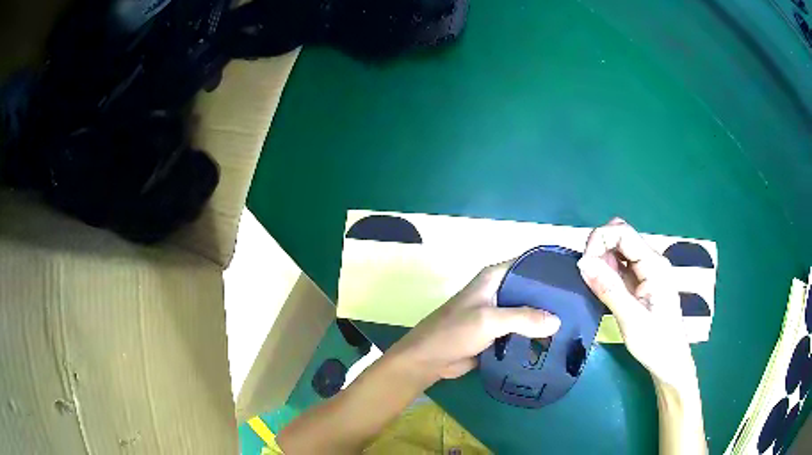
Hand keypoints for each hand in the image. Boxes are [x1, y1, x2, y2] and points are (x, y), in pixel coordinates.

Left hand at [389, 261, 561, 384]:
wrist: (429, 360)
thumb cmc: (454, 332)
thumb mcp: (488, 321)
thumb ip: (523, 318)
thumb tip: (557, 321)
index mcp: (495, 277)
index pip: (528, 263)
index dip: (549, 267)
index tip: (575, 275)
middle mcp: (499, 291)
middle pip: (532, 289)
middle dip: (553, 297)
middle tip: (580, 305)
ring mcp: (499, 313)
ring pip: (529, 311)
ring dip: (545, 319)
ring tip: (575, 323)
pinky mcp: (498, 333)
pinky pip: (522, 331)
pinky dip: (535, 335)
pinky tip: (555, 341)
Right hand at [577, 218, 697, 389]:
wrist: (669, 361)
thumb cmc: (655, 342)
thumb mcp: (630, 318)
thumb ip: (609, 289)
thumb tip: (583, 262)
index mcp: (654, 264)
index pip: (622, 232)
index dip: (599, 240)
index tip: (584, 265)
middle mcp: (651, 261)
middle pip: (620, 236)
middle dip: (599, 248)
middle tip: (587, 276)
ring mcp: (646, 271)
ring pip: (618, 250)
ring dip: (601, 261)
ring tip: (594, 287)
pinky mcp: (640, 281)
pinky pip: (619, 266)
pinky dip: (606, 272)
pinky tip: (601, 289)